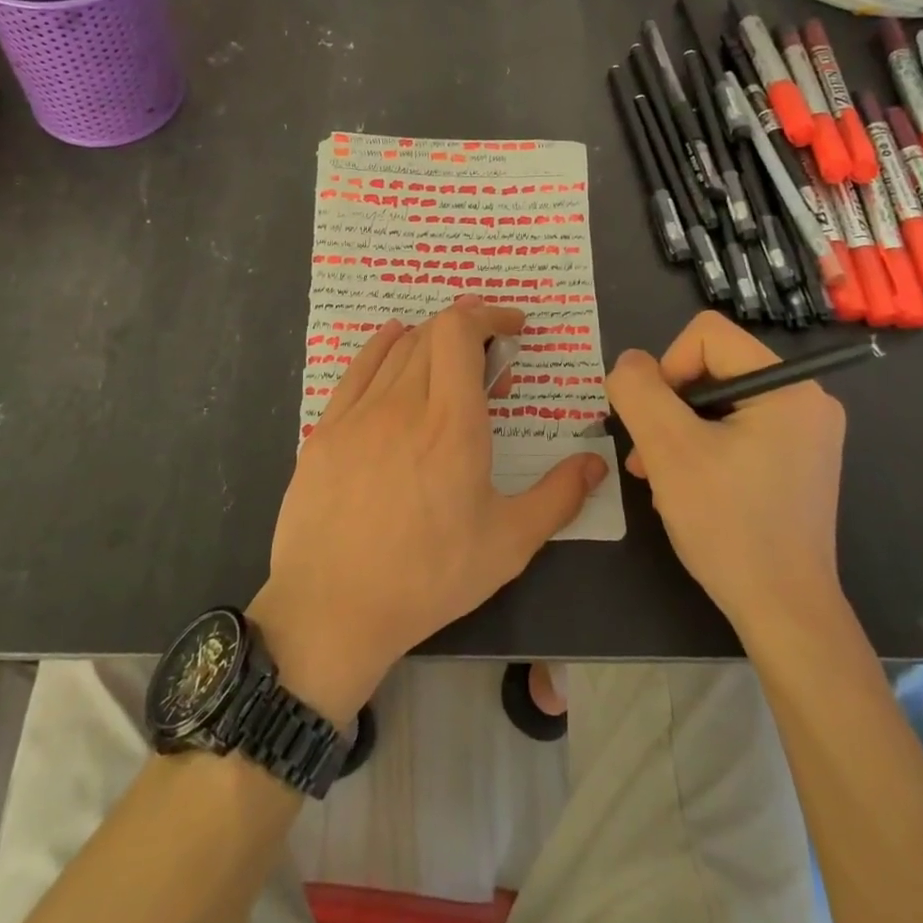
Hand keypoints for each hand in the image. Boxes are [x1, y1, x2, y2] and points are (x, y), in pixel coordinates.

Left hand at [252, 299, 606, 723]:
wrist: (332, 607)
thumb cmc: (428, 577)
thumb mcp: (508, 544)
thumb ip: (558, 497)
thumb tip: (595, 464)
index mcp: (452, 423)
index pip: (461, 332)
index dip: (488, 315)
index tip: (513, 327)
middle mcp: (403, 403)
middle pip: (432, 334)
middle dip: (468, 331)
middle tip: (490, 362)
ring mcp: (359, 413)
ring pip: (397, 348)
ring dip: (430, 340)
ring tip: (450, 360)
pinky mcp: (326, 429)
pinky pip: (357, 368)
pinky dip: (382, 345)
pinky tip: (393, 342)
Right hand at [606, 311, 845, 633]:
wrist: (783, 612)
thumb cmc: (728, 524)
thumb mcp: (668, 450)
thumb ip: (638, 391)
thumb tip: (629, 362)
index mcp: (788, 386)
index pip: (706, 335)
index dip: (666, 368)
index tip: (656, 422)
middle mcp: (806, 399)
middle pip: (712, 368)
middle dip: (669, 408)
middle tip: (647, 456)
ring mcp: (805, 433)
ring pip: (719, 402)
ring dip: (679, 431)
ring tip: (657, 475)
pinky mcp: (797, 461)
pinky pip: (736, 430)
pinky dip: (703, 448)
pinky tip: (685, 486)